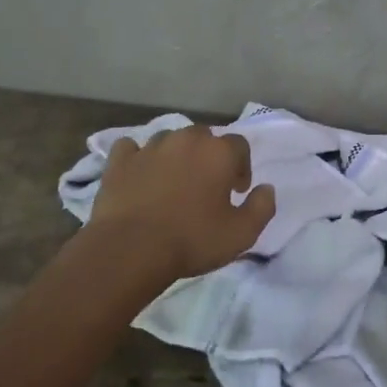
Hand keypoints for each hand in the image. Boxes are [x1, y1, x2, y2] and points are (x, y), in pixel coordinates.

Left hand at [88, 125, 277, 280]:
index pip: (240, 145)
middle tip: (206, 187)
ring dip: (176, 156)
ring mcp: (150, 147)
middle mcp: (185, 139)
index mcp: (218, 152)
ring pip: (169, 140)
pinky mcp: (120, 160)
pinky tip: (139, 175)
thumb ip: (262, 207)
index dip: (242, 167)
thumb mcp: (241, 234)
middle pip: (204, 137)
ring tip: (173, 183)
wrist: (131, 249)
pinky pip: (131, 148)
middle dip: (209, 157)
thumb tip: (266, 188)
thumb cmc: (192, 240)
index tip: (236, 192)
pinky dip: (138, 158)